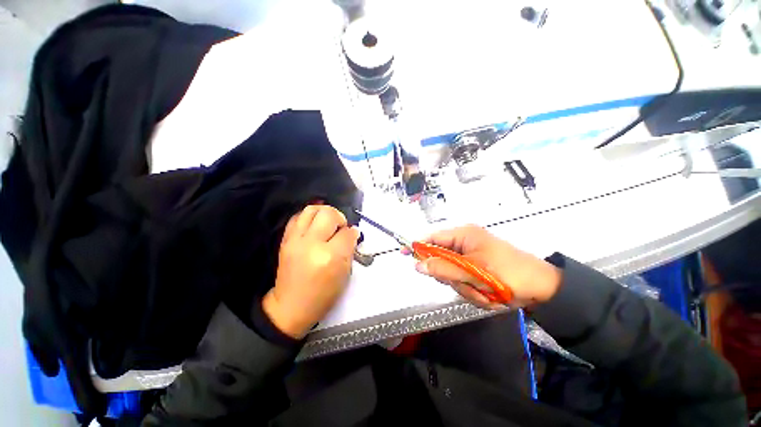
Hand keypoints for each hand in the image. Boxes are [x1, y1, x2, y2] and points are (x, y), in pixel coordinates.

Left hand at [263, 205, 359, 337]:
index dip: (352, 233)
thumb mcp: (344, 274)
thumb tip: (352, 232)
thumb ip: (350, 250)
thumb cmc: (323, 294)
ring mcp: (296, 240)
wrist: (292, 306)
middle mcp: (312, 244)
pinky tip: (314, 226)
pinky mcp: (285, 240)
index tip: (352, 236)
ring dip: (323, 212)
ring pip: (311, 209)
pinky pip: (297, 217)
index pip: (347, 233)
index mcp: (330, 257)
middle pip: (328, 214)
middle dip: (339, 218)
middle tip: (340, 228)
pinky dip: (308, 217)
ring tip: (327, 223)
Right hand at [412, 225, 561, 309]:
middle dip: (450, 276)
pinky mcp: (476, 269)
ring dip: (463, 286)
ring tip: (482, 291)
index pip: (432, 237)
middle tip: (465, 284)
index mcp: (463, 235)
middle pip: (440, 259)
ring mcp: (470, 257)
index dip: (417, 245)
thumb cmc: (508, 273)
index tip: (404, 253)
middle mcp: (464, 243)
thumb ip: (443, 268)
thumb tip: (417, 265)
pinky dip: (471, 290)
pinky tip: (486, 293)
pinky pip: (462, 281)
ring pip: (451, 274)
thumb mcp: (472, 271)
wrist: (542, 289)